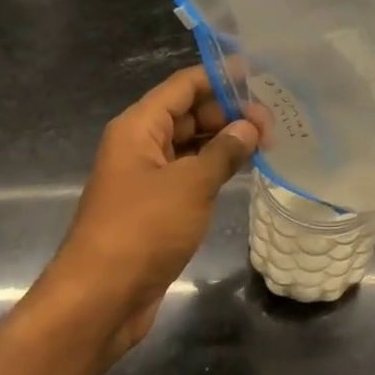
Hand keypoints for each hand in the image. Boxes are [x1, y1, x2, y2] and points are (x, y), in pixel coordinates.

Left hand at [37, 65, 258, 360]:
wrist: (101, 298)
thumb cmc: (143, 230)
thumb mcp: (190, 185)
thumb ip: (223, 151)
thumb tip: (249, 126)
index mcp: (139, 128)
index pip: (183, 86)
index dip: (219, 77)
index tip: (260, 76)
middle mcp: (141, 145)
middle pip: (188, 113)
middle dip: (229, 112)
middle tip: (274, 121)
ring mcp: (148, 177)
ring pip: (191, 145)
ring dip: (225, 141)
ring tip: (268, 141)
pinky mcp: (156, 207)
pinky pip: (190, 174)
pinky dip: (215, 168)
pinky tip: (245, 169)